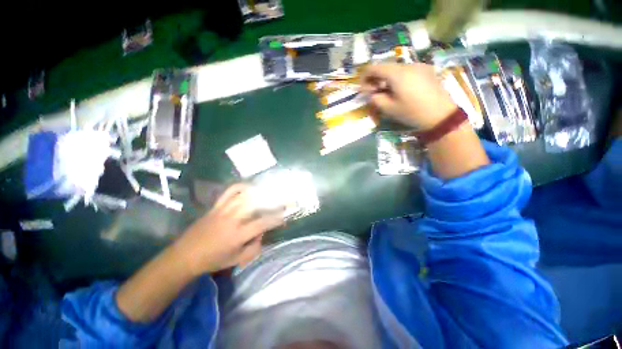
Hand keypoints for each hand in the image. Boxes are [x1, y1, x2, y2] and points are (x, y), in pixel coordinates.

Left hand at [175, 184, 283, 275]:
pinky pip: (229, 191)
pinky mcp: (216, 206)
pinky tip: (249, 187)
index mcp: (238, 235)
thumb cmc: (213, 260)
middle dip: (272, 201)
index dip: (276, 219)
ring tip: (269, 193)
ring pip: (244, 195)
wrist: (185, 255)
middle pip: (255, 205)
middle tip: (281, 201)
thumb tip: (263, 234)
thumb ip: (254, 248)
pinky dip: (240, 186)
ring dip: (260, 192)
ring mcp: (223, 210)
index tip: (284, 217)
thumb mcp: (237, 260)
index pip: (262, 223)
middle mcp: (232, 220)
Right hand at [361, 63, 456, 129]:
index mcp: (397, 73)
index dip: (365, 76)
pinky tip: (401, 90)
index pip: (374, 67)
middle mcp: (408, 64)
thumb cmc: (412, 112)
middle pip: (386, 66)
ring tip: (388, 93)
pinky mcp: (427, 70)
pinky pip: (407, 71)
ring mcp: (419, 66)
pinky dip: (399, 78)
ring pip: (396, 69)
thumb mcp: (389, 109)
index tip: (363, 88)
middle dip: (376, 78)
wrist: (441, 115)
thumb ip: (375, 99)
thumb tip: (371, 93)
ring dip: (387, 79)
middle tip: (374, 93)